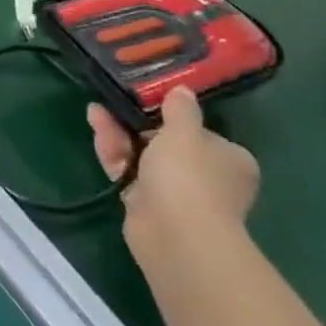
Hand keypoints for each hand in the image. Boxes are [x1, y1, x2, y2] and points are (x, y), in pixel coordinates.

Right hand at [89, 86, 258, 249]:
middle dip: (138, 123)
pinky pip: (128, 171)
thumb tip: (183, 91)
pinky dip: (113, 151)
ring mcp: (177, 194)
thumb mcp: (184, 131)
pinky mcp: (148, 205)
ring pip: (143, 156)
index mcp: (230, 160)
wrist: (176, 234)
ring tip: (95, 110)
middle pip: (167, 143)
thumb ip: (180, 109)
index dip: (175, 118)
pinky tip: (96, 127)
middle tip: (116, 102)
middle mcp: (208, 178)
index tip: (150, 102)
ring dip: (120, 133)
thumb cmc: (189, 176)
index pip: (202, 134)